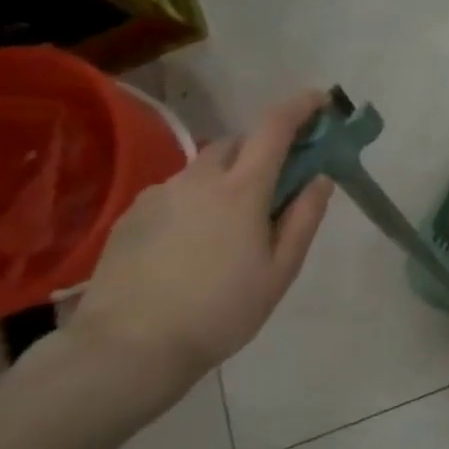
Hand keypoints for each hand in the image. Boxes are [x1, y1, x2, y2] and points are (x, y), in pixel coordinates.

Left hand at [62, 89, 334, 420]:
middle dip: (265, 149)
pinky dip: (198, 200)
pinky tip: (196, 244)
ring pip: (205, 169)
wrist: (128, 347)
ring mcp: (159, 194)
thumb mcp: (280, 270)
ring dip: (230, 178)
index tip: (321, 100)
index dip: (300, 106)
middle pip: (239, 143)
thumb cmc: (221, 311)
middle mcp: (197, 179)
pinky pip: (177, 192)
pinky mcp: (131, 215)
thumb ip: (304, 217)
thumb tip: (320, 178)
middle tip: (281, 183)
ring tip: (235, 226)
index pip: (274, 127)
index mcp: (241, 189)